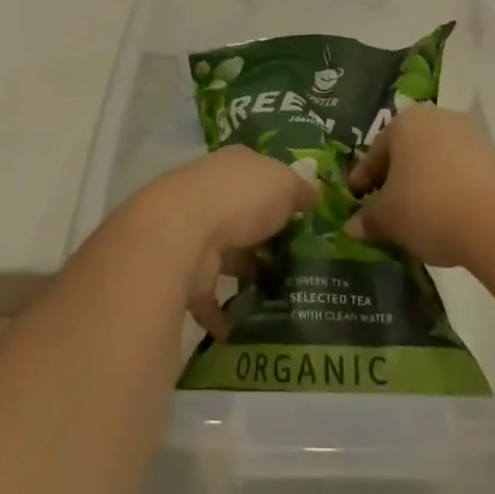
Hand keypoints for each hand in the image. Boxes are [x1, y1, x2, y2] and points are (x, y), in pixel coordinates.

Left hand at [117, 147, 315, 337]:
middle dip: (263, 237)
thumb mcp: (285, 185)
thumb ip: (301, 191)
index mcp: (234, 166)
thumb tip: (313, 195)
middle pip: (243, 215)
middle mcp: (210, 194)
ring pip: (225, 253)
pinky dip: (220, 312)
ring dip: (243, 272)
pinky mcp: (183, 272)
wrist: (181, 233)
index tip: (303, 218)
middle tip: (296, 262)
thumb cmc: (240, 198)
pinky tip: (241, 327)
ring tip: (277, 296)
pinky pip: (207, 295)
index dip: (281, 193)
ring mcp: (193, 233)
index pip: (260, 174)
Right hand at [344, 105, 494, 267]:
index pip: (375, 152)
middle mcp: (437, 118)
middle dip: (394, 179)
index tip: (354, 201)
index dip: (362, 179)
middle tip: (384, 208)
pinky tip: (446, 216)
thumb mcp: (387, 218)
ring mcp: (471, 135)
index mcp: (404, 122)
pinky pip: (460, 173)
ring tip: (416, 216)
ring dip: (423, 184)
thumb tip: (352, 227)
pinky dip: (448, 190)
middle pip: (406, 152)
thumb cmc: (427, 207)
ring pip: (435, 161)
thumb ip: (367, 218)